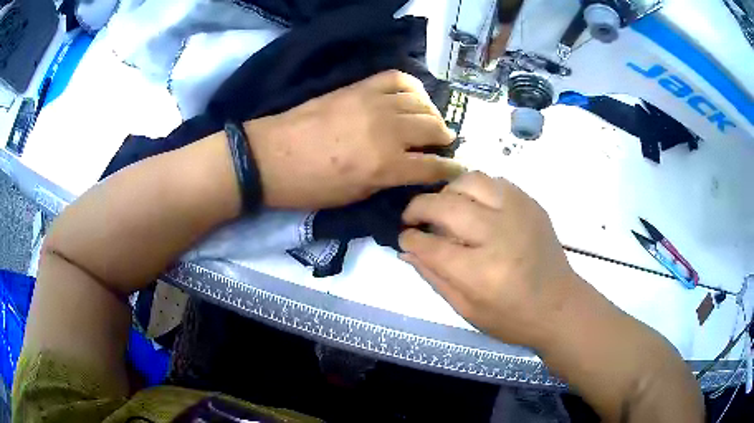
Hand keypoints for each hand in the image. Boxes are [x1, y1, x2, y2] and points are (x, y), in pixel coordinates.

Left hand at [243, 70, 463, 208]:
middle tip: (442, 143)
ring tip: (429, 121)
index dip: (450, 170)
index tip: (456, 169)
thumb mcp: (354, 197)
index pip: (433, 166)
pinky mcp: (359, 87)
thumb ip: (388, 181)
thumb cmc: (310, 187)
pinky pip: (397, 78)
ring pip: (421, 102)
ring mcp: (374, 104)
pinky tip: (412, 97)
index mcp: (386, 166)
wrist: (271, 157)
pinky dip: (412, 87)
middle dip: (444, 138)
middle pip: (433, 128)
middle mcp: (388, 131)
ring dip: (432, 113)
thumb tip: (410, 170)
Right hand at [398, 171, 578, 348]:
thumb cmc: (512, 318)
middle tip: (412, 217)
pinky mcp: (530, 204)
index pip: (431, 245)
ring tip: (444, 206)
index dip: (410, 238)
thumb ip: (434, 277)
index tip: (404, 237)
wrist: (560, 306)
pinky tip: (473, 206)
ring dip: (448, 191)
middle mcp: (499, 234)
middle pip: (446, 205)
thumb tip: (407, 249)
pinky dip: (475, 189)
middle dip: (418, 207)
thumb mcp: (467, 309)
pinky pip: (494, 182)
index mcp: (481, 272)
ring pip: (470, 180)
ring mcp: (518, 213)